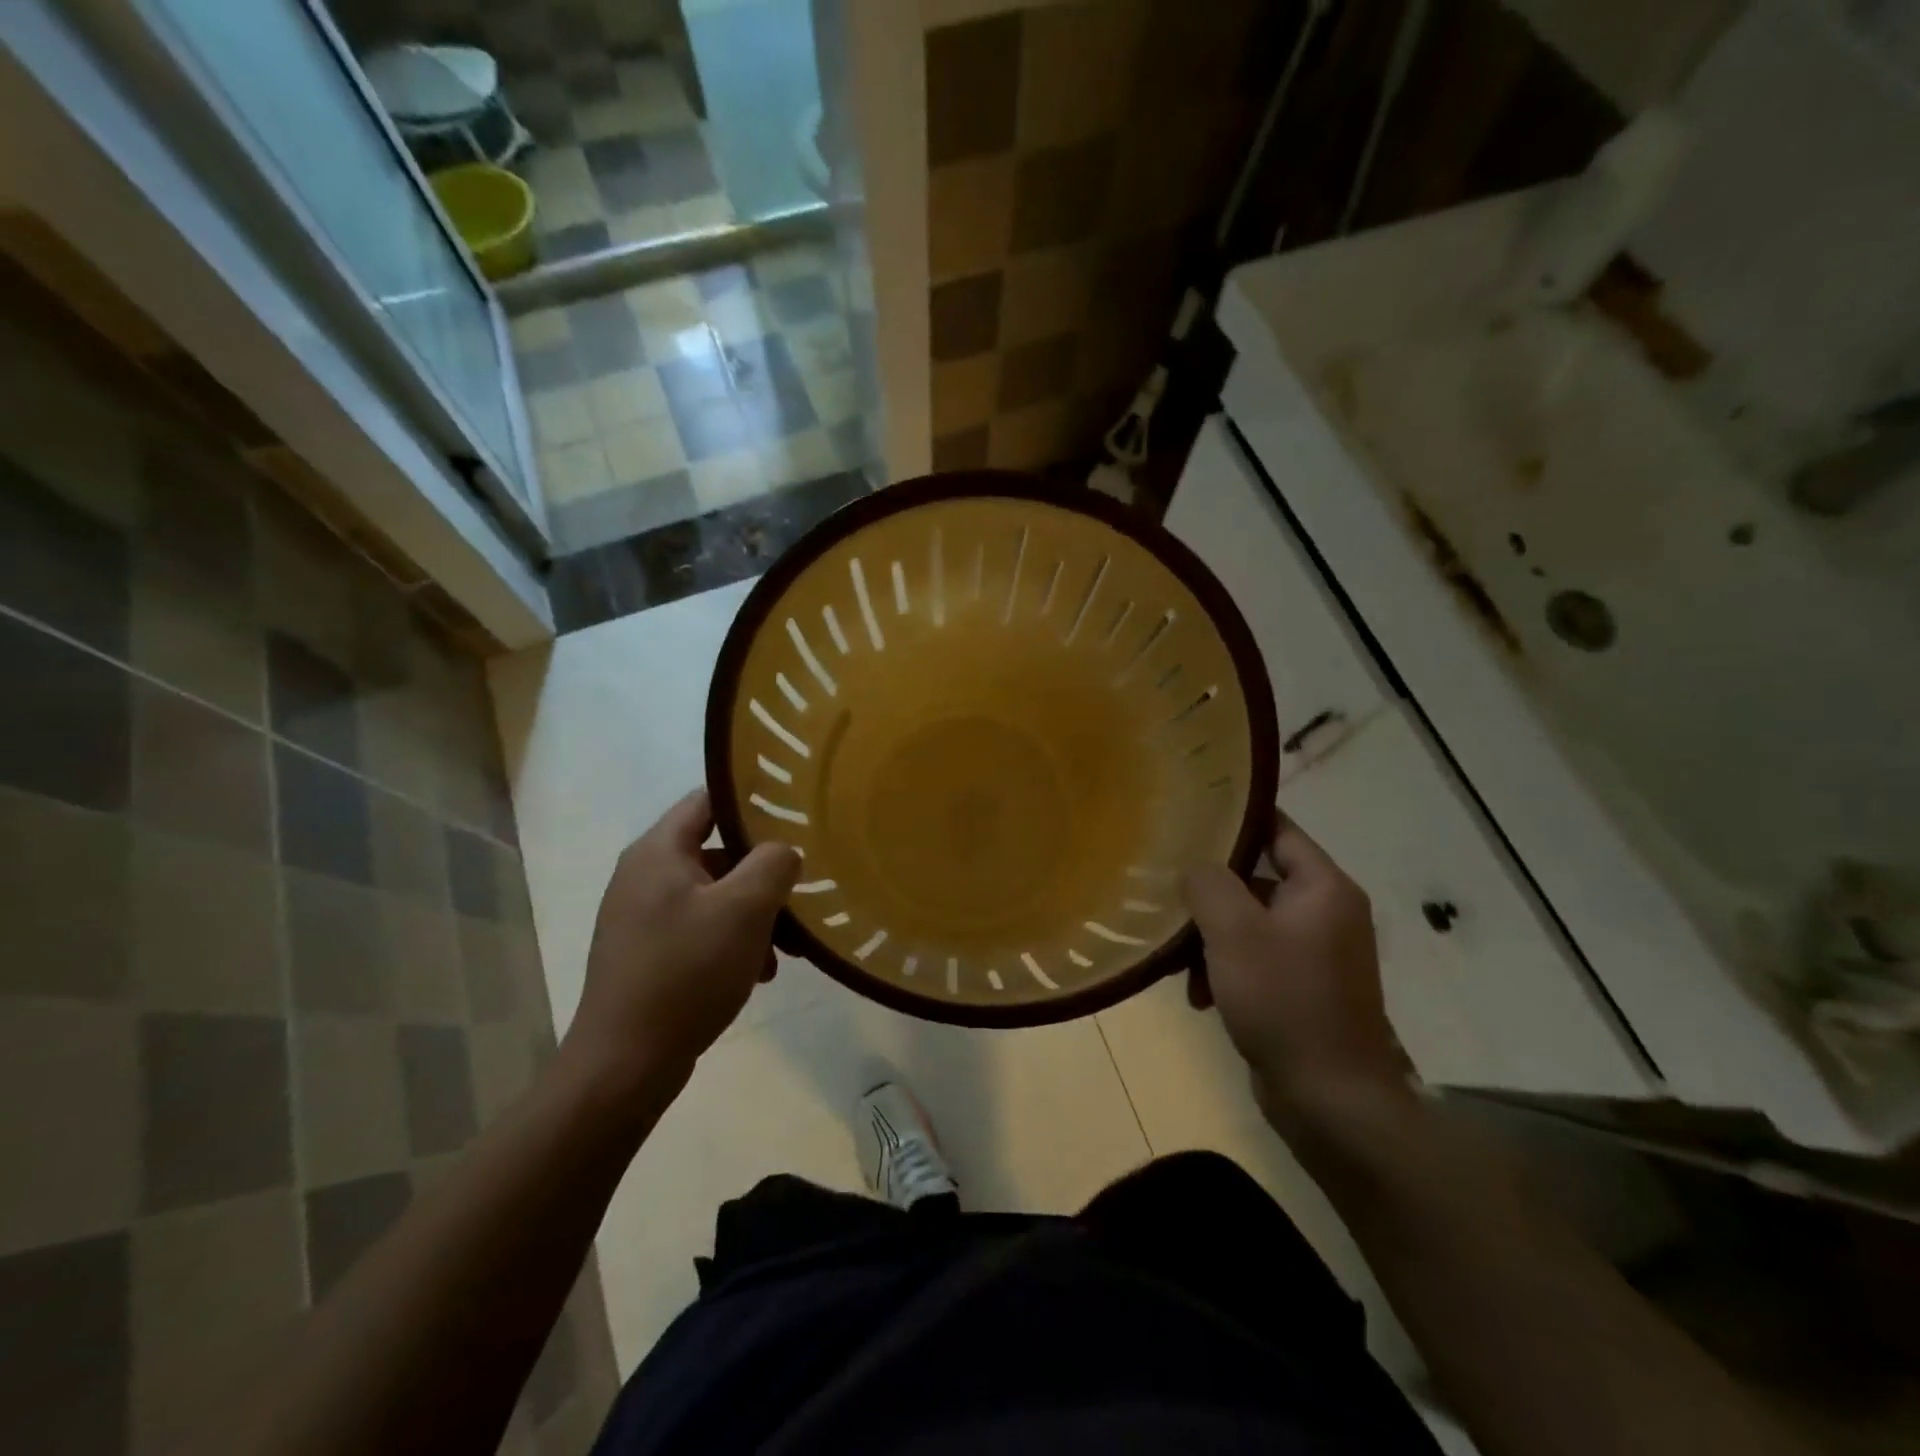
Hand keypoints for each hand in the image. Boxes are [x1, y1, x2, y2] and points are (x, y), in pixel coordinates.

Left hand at [560, 790, 800, 1096]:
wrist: (625, 1064)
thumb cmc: (687, 972)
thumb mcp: (744, 909)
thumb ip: (773, 864)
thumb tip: (783, 851)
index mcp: (659, 852)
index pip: (708, 800)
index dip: (752, 802)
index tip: (794, 816)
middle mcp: (644, 875)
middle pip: (717, 853)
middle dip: (762, 875)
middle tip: (799, 894)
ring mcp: (641, 917)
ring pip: (714, 896)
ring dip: (753, 915)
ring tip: (786, 950)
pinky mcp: (647, 954)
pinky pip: (700, 930)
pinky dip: (732, 942)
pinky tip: (758, 973)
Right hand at [1182, 813, 1409, 1125]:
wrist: (1331, 1101)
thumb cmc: (1284, 1001)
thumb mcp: (1235, 932)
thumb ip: (1208, 883)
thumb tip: (1194, 866)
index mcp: (1323, 889)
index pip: (1278, 829)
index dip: (1235, 820)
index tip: (1188, 816)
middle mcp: (1326, 914)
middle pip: (1257, 879)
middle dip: (1210, 894)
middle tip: (1168, 896)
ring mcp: (1316, 955)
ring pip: (1249, 924)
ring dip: (1211, 939)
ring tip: (1179, 963)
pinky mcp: (1303, 990)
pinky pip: (1255, 961)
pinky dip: (1225, 970)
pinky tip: (1199, 997)